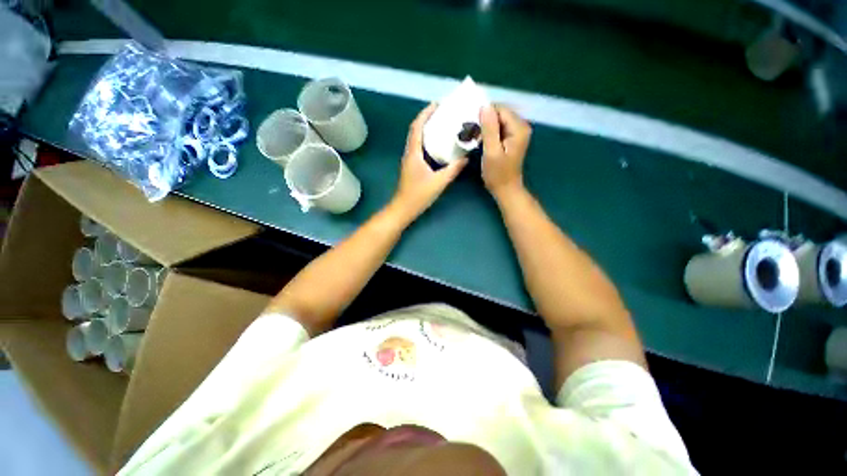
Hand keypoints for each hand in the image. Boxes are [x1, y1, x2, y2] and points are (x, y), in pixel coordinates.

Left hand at [391, 103, 467, 220]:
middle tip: (443, 113)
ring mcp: (409, 159)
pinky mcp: (412, 166)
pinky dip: (427, 141)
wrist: (404, 208)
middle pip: (416, 130)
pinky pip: (419, 147)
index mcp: (414, 153)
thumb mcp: (439, 182)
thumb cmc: (419, 195)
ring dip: (427, 129)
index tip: (438, 104)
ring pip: (417, 138)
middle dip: (428, 118)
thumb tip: (466, 157)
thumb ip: (453, 169)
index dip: (426, 113)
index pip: (417, 127)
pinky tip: (438, 145)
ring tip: (442, 125)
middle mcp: (409, 153)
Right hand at [480, 105, 531, 199]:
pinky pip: (499, 128)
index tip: (474, 130)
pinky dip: (490, 132)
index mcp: (518, 128)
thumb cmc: (498, 174)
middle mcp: (521, 126)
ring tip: (477, 140)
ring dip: (486, 127)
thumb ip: (489, 129)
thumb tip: (484, 106)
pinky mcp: (512, 138)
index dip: (485, 116)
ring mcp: (518, 132)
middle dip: (485, 121)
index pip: (500, 109)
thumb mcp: (491, 152)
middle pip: (500, 113)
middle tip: (474, 136)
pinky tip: (483, 142)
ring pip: (498, 120)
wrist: (506, 189)